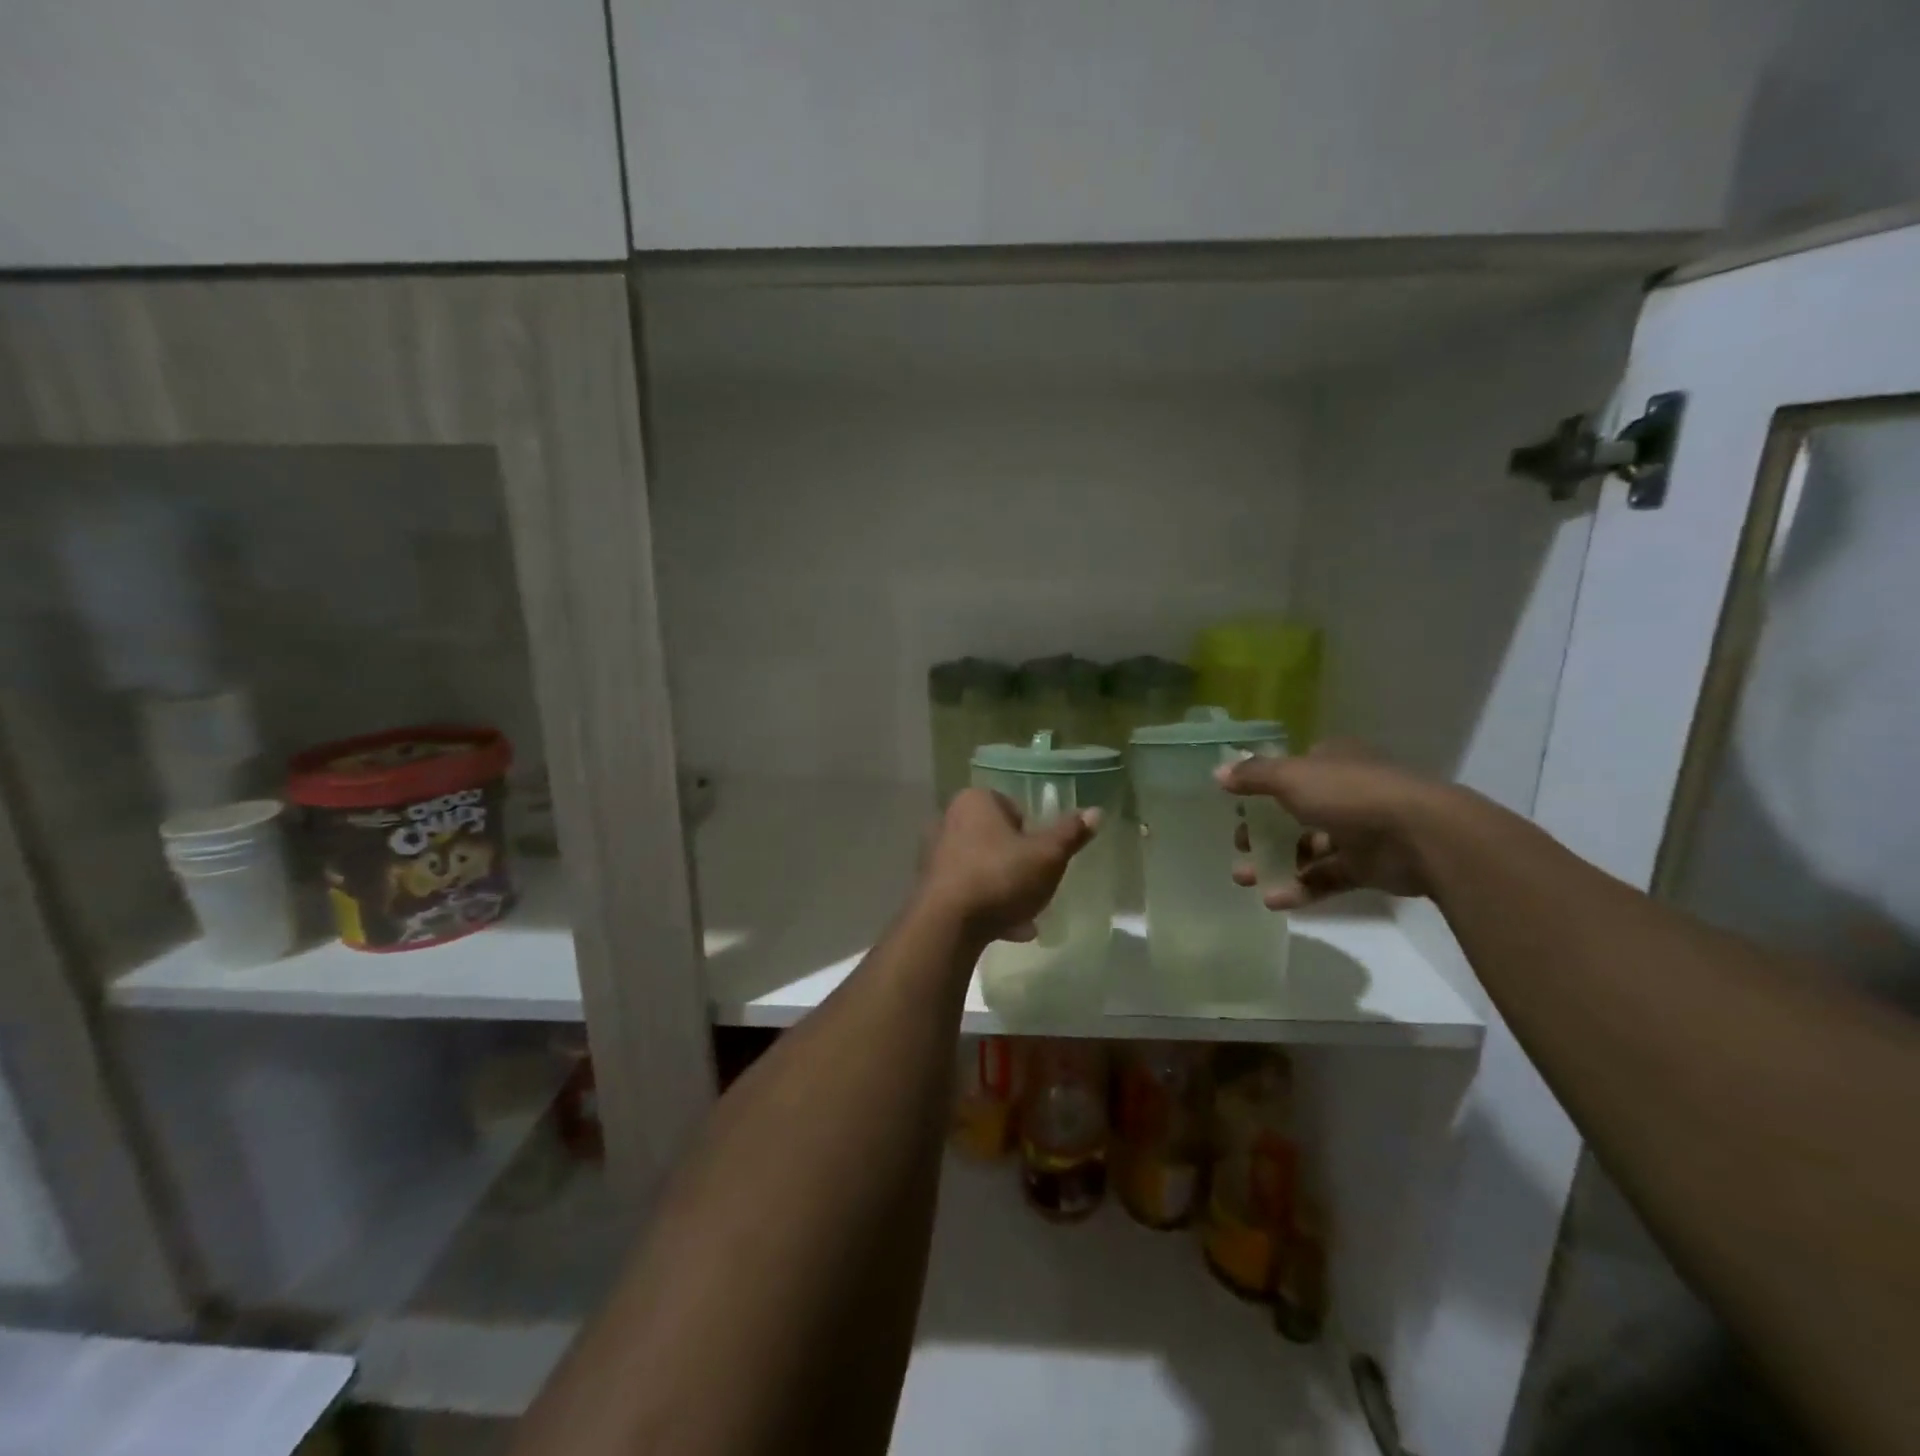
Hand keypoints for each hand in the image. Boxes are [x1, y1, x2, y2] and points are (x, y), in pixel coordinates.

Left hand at [918, 788, 1099, 942]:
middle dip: (1018, 863)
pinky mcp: (930, 886)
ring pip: (984, 867)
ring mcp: (935, 854)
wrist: (947, 925)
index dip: (1032, 832)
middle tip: (1038, 886)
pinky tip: (1009, 930)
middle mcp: (949, 820)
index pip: (1012, 807)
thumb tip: (1096, 811)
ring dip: (1005, 888)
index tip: (1043, 857)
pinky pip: (968, 891)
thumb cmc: (1000, 877)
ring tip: (1028, 916)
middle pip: (997, 838)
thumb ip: (1070, 834)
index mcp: (975, 801)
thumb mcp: (1047, 856)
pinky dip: (988, 906)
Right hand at [1215, 741, 1448, 908]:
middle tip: (1238, 847)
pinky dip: (1300, 887)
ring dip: (1274, 863)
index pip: (1289, 772)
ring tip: (1244, 878)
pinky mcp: (1367, 866)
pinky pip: (1326, 877)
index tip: (1236, 808)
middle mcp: (1343, 792)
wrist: (1422, 835)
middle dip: (1261, 832)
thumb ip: (1253, 775)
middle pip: (1293, 813)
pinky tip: (1273, 900)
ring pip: (1306, 847)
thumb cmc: (1350, 794)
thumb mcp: (1291, 777)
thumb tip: (1217, 772)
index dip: (1261, 788)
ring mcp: (1357, 831)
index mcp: (1330, 762)